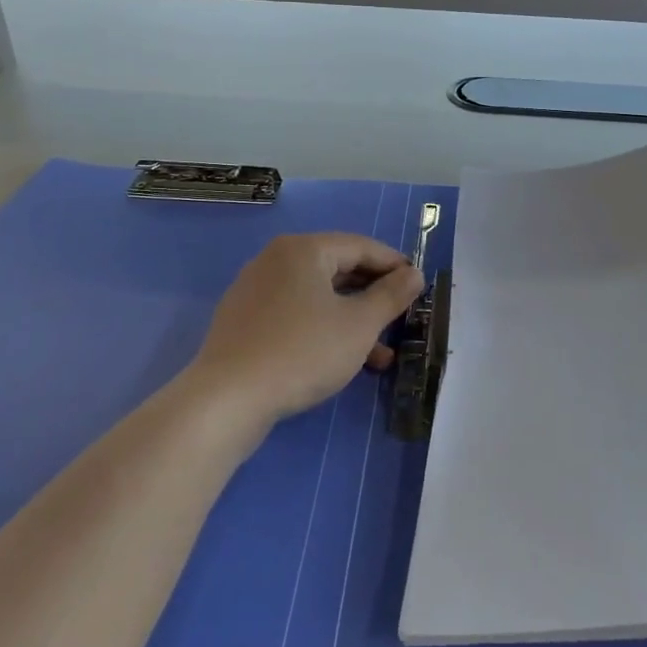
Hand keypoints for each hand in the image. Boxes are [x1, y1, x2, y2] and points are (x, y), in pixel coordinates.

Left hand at [185, 233, 424, 425]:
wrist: (227, 399)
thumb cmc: (302, 352)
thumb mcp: (359, 325)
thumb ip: (391, 296)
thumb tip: (414, 273)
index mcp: (303, 249)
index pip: (361, 246)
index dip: (394, 265)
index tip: (419, 287)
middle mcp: (276, 260)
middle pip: (338, 269)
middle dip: (374, 296)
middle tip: (402, 319)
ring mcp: (256, 290)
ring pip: (318, 297)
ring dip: (352, 320)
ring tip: (381, 355)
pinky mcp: (244, 321)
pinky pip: (295, 314)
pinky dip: (323, 329)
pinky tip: (341, 361)